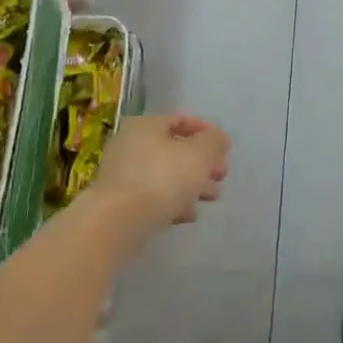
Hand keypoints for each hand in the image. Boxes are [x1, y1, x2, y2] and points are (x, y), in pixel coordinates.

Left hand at [91, 114, 230, 240]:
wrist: (118, 222)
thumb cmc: (162, 178)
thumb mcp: (199, 154)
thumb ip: (214, 142)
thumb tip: (218, 138)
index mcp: (146, 125)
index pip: (180, 120)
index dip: (206, 133)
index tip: (224, 150)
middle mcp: (130, 144)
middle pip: (174, 150)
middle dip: (201, 163)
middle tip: (221, 176)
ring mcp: (122, 175)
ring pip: (165, 175)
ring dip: (191, 184)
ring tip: (211, 198)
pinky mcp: (120, 203)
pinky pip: (153, 197)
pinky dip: (173, 202)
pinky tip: (189, 215)